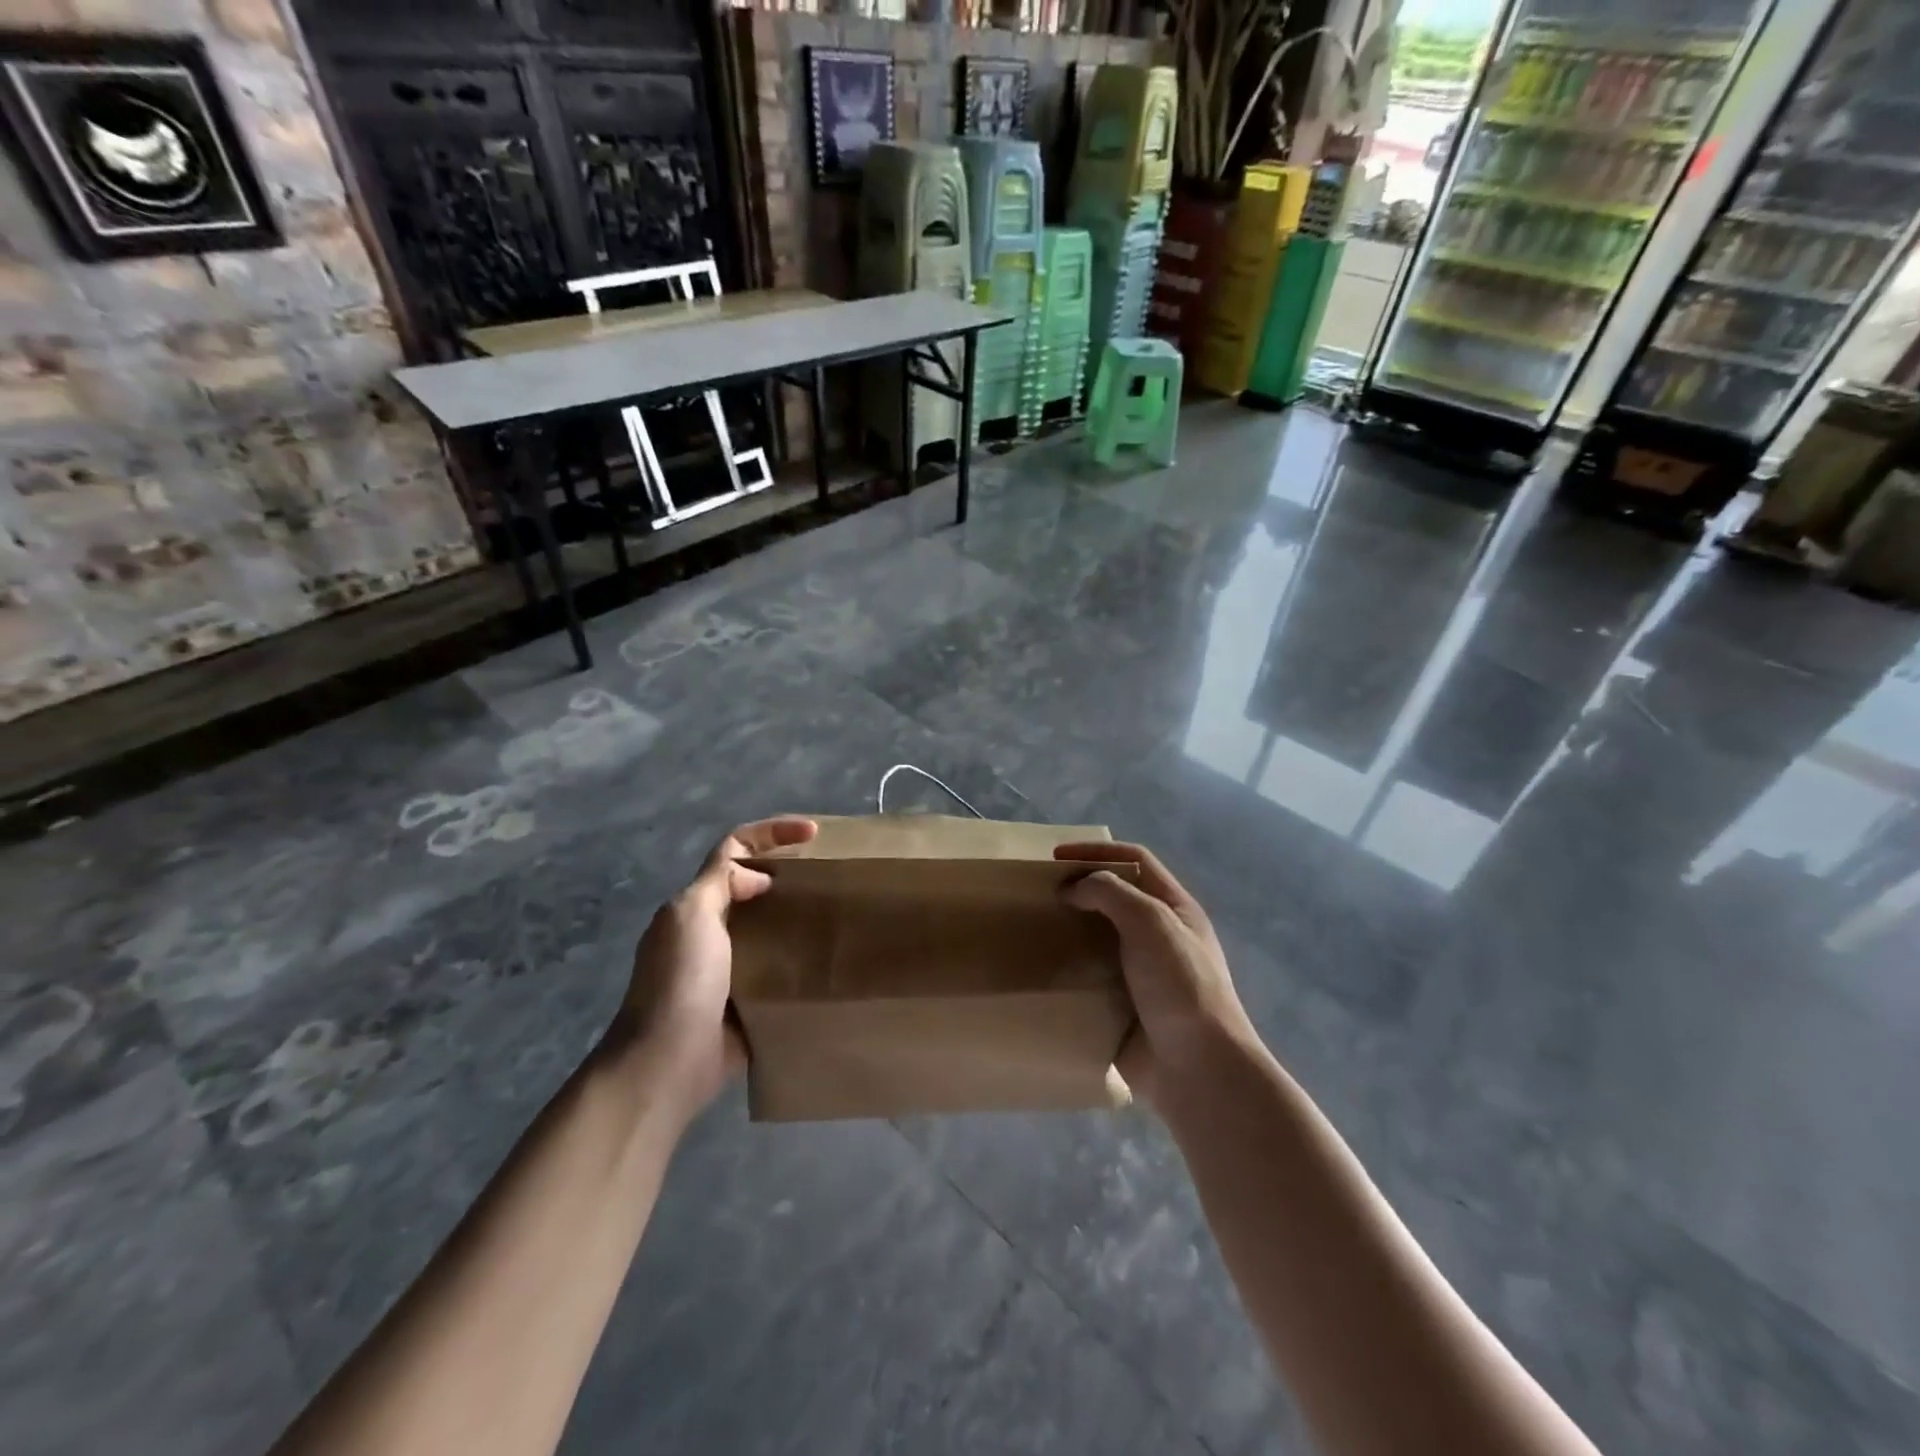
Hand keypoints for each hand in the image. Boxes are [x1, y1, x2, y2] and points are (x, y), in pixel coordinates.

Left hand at [620, 816, 817, 1117]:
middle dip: (790, 873)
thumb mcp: (691, 915)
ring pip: (770, 927)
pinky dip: (801, 960)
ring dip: (799, 916)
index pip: (734, 850)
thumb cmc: (680, 982)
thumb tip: (757, 878)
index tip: (814, 833)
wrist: (667, 1063)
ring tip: (840, 912)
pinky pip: (779, 969)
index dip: (772, 833)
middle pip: (755, 886)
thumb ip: (720, 883)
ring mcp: (729, 968)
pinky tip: (830, 959)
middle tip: (833, 874)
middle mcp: (711, 931)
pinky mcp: (748, 1002)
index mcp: (696, 905)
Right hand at [1055, 841, 1255, 1107]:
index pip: (1135, 861)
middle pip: (1114, 897)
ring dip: (1069, 929)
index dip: (1097, 851)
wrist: (1197, 1067)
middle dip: (1079, 889)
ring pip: (1098, 937)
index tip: (1056, 858)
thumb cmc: (1180, 984)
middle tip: (1040, 893)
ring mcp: (1140, 973)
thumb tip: (1072, 890)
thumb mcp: (1151, 921)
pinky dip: (1067, 970)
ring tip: (1034, 928)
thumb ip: (1109, 893)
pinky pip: (1089, 978)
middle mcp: (1159, 935)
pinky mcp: (1122, 1006)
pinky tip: (1043, 969)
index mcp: (1175, 909)